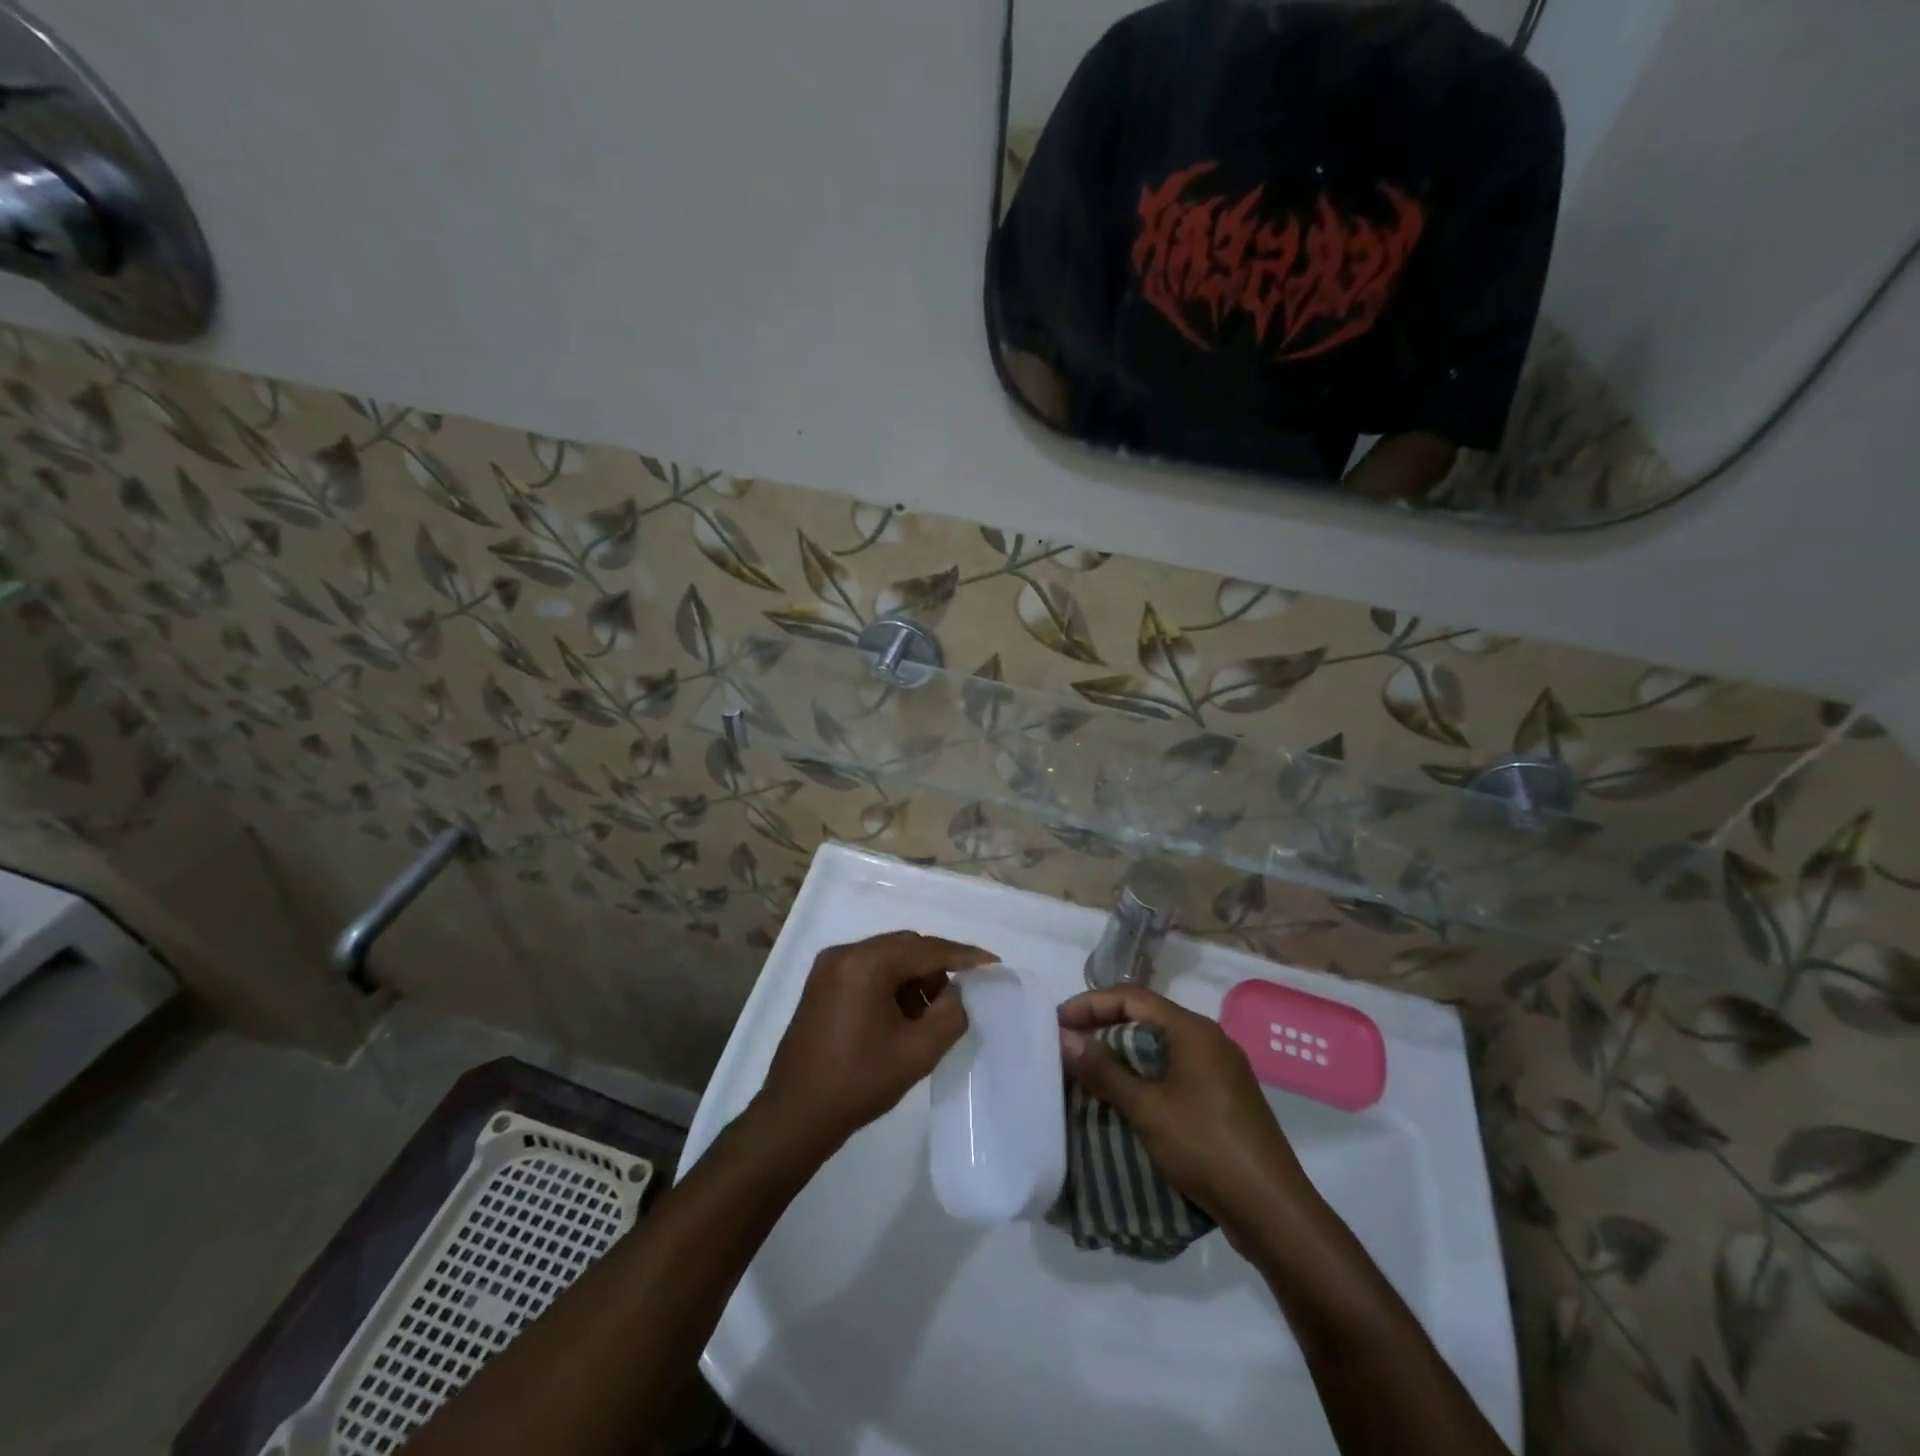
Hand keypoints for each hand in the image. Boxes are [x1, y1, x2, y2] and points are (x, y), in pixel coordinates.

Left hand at [758, 931, 995, 1155]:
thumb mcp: (917, 1052)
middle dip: (937, 968)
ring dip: (914, 977)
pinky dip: (891, 985)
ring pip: (887, 958)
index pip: (926, 949)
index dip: (963, 955)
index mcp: (866, 963)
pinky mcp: (821, 985)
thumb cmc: (858, 1082)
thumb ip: (950, 1014)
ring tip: (930, 1015)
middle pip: (905, 947)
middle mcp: (844, 954)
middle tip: (960, 997)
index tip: (993, 964)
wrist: (795, 1115)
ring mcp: (828, 968)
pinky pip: (868, 971)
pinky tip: (902, 1016)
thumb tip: (955, 992)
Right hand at [1058, 987, 1321, 1246]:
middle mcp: (1209, 1040)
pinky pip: (1175, 1073)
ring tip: (1088, 1073)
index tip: (1057, 1021)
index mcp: (1193, 1030)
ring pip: (1161, 1048)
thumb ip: (1104, 1070)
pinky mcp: (1224, 1099)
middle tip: (1068, 1047)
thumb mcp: (1147, 1108)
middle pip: (1146, 1019)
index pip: (1131, 997)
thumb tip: (1065, 1037)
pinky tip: (1125, 1100)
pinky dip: (1145, 1078)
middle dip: (1104, 1028)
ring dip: (1123, 1055)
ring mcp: (1220, 1071)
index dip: (1090, 1004)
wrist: (1273, 1210)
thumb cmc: (1206, 1147)